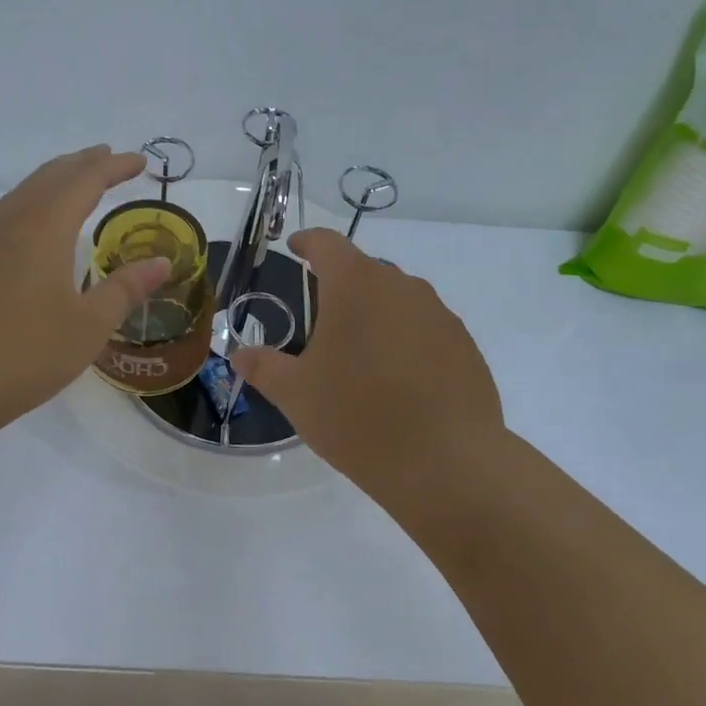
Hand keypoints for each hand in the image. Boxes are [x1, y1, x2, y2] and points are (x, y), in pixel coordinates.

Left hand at [0, 146, 171, 436]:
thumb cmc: (26, 353)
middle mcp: (11, 222)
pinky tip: (34, 226)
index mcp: (44, 228)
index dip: (113, 167)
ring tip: (76, 182)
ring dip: (54, 181)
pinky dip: (32, 203)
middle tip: (108, 159)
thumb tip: (161, 263)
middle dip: (82, 164)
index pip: (84, 181)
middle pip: (50, 177)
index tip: (139, 162)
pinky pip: (6, 214)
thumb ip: (125, 289)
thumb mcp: (89, 326)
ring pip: (23, 193)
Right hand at [231, 229, 503, 504]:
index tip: (295, 248)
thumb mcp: (295, 394)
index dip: (307, 242)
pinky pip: (425, 330)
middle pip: (364, 272)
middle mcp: (402, 287)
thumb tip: (240, 355)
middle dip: (340, 287)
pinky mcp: (465, 347)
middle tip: (319, 322)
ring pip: (398, 301)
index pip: (327, 244)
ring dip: (375, 315)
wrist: (445, 463)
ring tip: (359, 356)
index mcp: (355, 286)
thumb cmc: (357, 416)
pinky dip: (405, 341)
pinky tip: (397, 381)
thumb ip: (263, 367)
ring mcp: (440, 316)